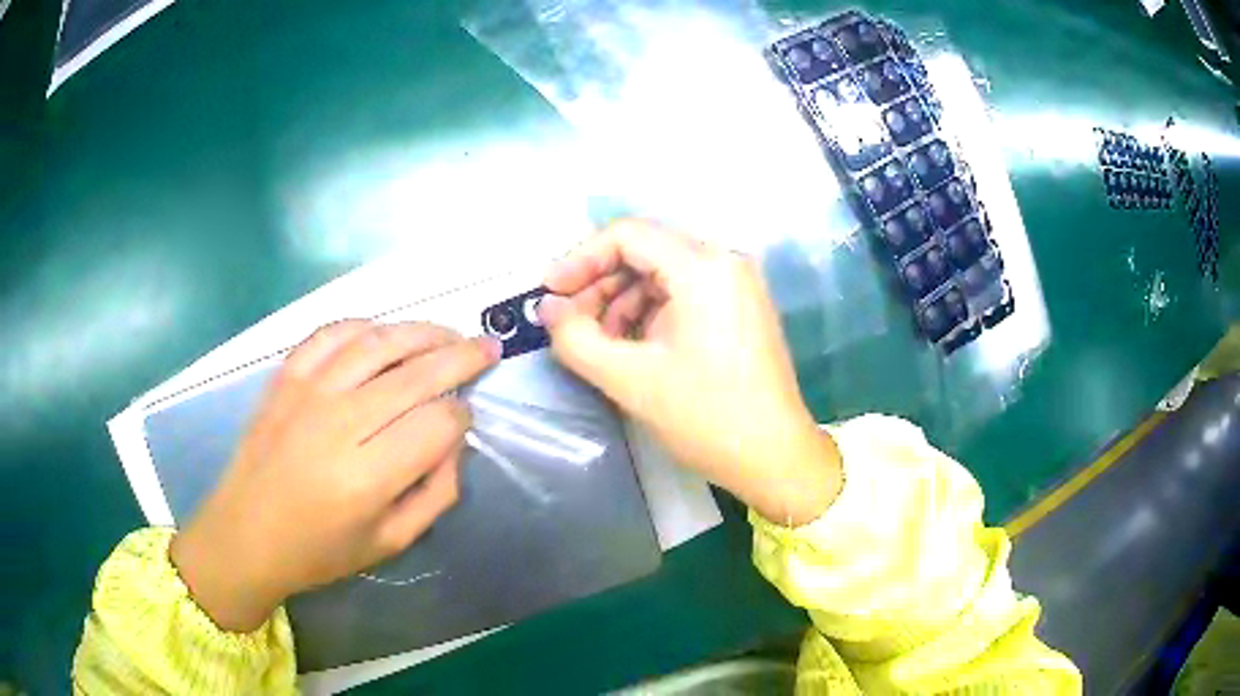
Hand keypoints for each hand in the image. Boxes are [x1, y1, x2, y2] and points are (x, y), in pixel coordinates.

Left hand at [170, 321, 499, 631]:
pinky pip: (333, 333)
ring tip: (449, 333)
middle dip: (461, 357)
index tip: (466, 421)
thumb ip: (435, 493)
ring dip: (422, 331)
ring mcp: (308, 391)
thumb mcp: (391, 542)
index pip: (437, 424)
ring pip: (379, 342)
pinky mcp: (286, 375)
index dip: (463, 417)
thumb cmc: (319, 551)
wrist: (245, 533)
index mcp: (367, 477)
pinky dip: (366, 326)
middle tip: (487, 348)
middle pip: (416, 373)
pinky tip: (386, 333)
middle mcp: (339, 423)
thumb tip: (455, 441)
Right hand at [538, 220, 841, 526]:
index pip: (627, 234)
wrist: (775, 458)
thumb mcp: (630, 379)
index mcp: (703, 266)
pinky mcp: (741, 308)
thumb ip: (576, 338)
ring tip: (597, 342)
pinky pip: (684, 293)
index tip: (549, 293)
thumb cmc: (706, 417)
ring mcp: (737, 285)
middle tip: (568, 322)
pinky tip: (631, 346)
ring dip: (622, 300)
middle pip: (645, 250)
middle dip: (599, 282)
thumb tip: (548, 309)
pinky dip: (650, 312)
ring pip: (662, 272)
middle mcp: (725, 261)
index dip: (579, 258)